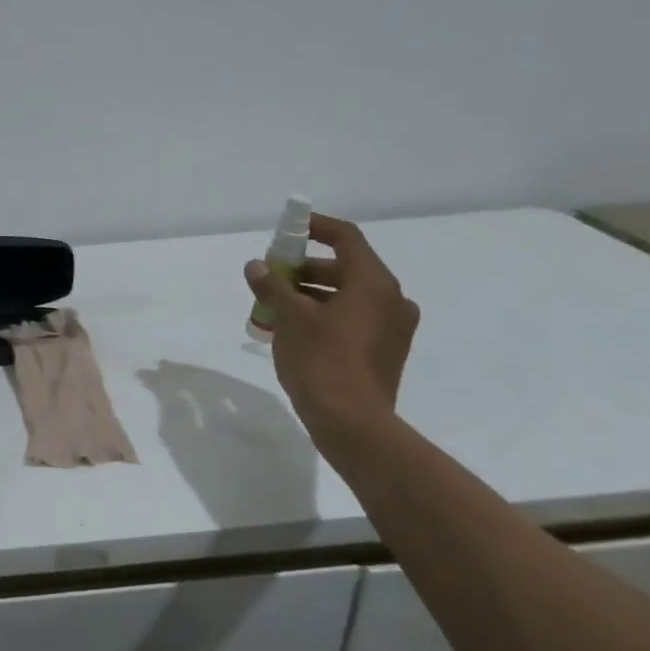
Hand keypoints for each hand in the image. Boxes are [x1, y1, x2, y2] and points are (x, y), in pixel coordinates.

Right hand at [246, 214, 419, 437]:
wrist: (351, 422)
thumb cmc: (321, 360)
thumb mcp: (289, 318)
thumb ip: (272, 286)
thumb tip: (256, 267)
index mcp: (373, 282)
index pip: (346, 238)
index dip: (316, 228)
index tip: (289, 229)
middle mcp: (391, 299)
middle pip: (345, 269)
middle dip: (304, 270)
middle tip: (271, 278)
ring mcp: (392, 329)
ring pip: (348, 298)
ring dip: (311, 296)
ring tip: (273, 309)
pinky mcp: (385, 353)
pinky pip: (353, 321)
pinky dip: (325, 318)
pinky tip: (293, 333)